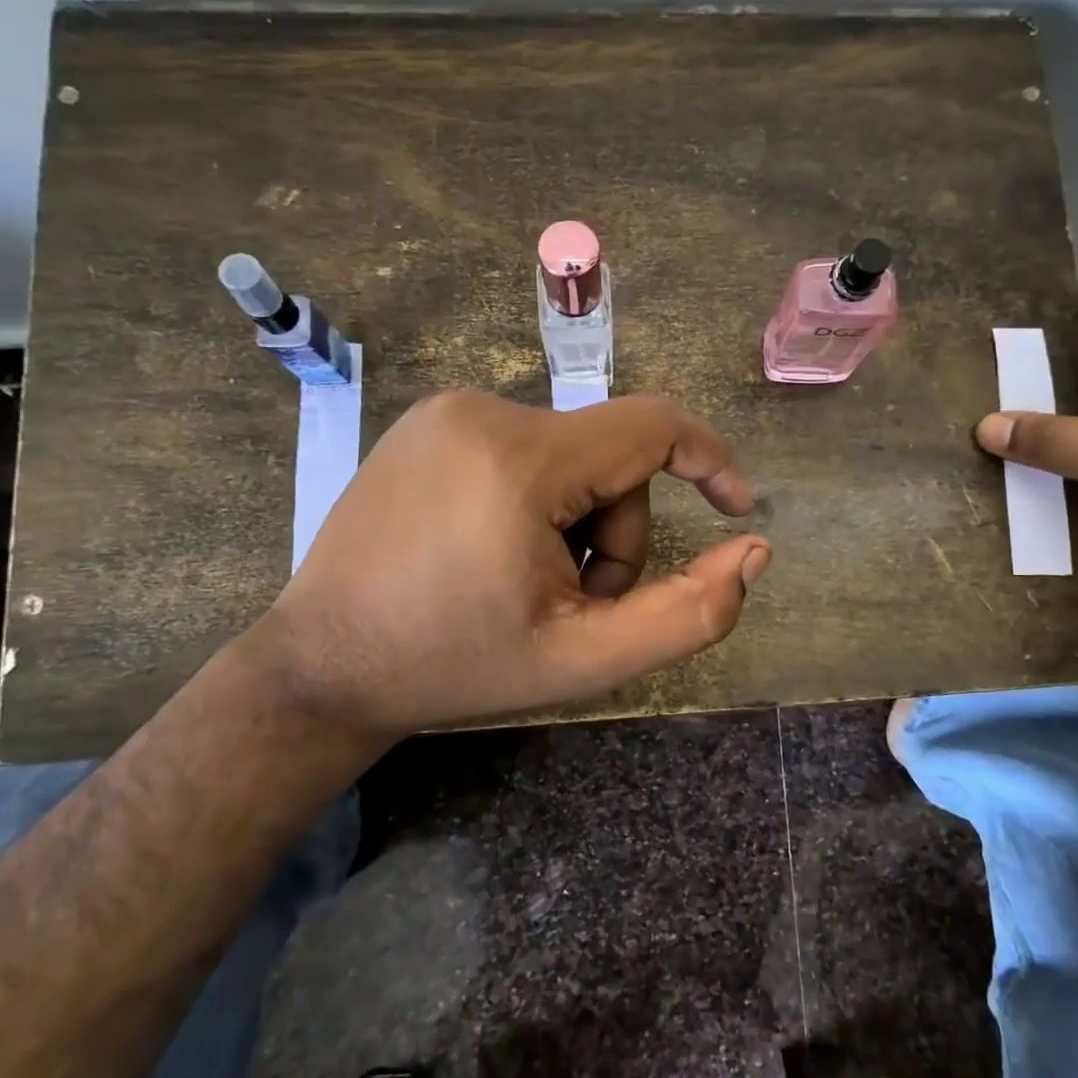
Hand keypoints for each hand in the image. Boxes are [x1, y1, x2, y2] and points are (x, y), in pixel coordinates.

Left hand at [257, 392, 769, 741]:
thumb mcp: (585, 658)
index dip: (710, 461)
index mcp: (521, 460)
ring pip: (571, 457)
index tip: (737, 507)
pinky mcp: (429, 423)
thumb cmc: (455, 666)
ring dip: (577, 523)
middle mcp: (484, 411)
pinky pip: (526, 450)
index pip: (653, 427)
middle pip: (611, 458)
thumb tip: (754, 550)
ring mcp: (447, 411)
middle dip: (616, 534)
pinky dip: (540, 501)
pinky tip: (496, 553)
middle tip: (577, 601)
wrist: (323, 664)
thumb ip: (688, 613)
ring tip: (532, 586)